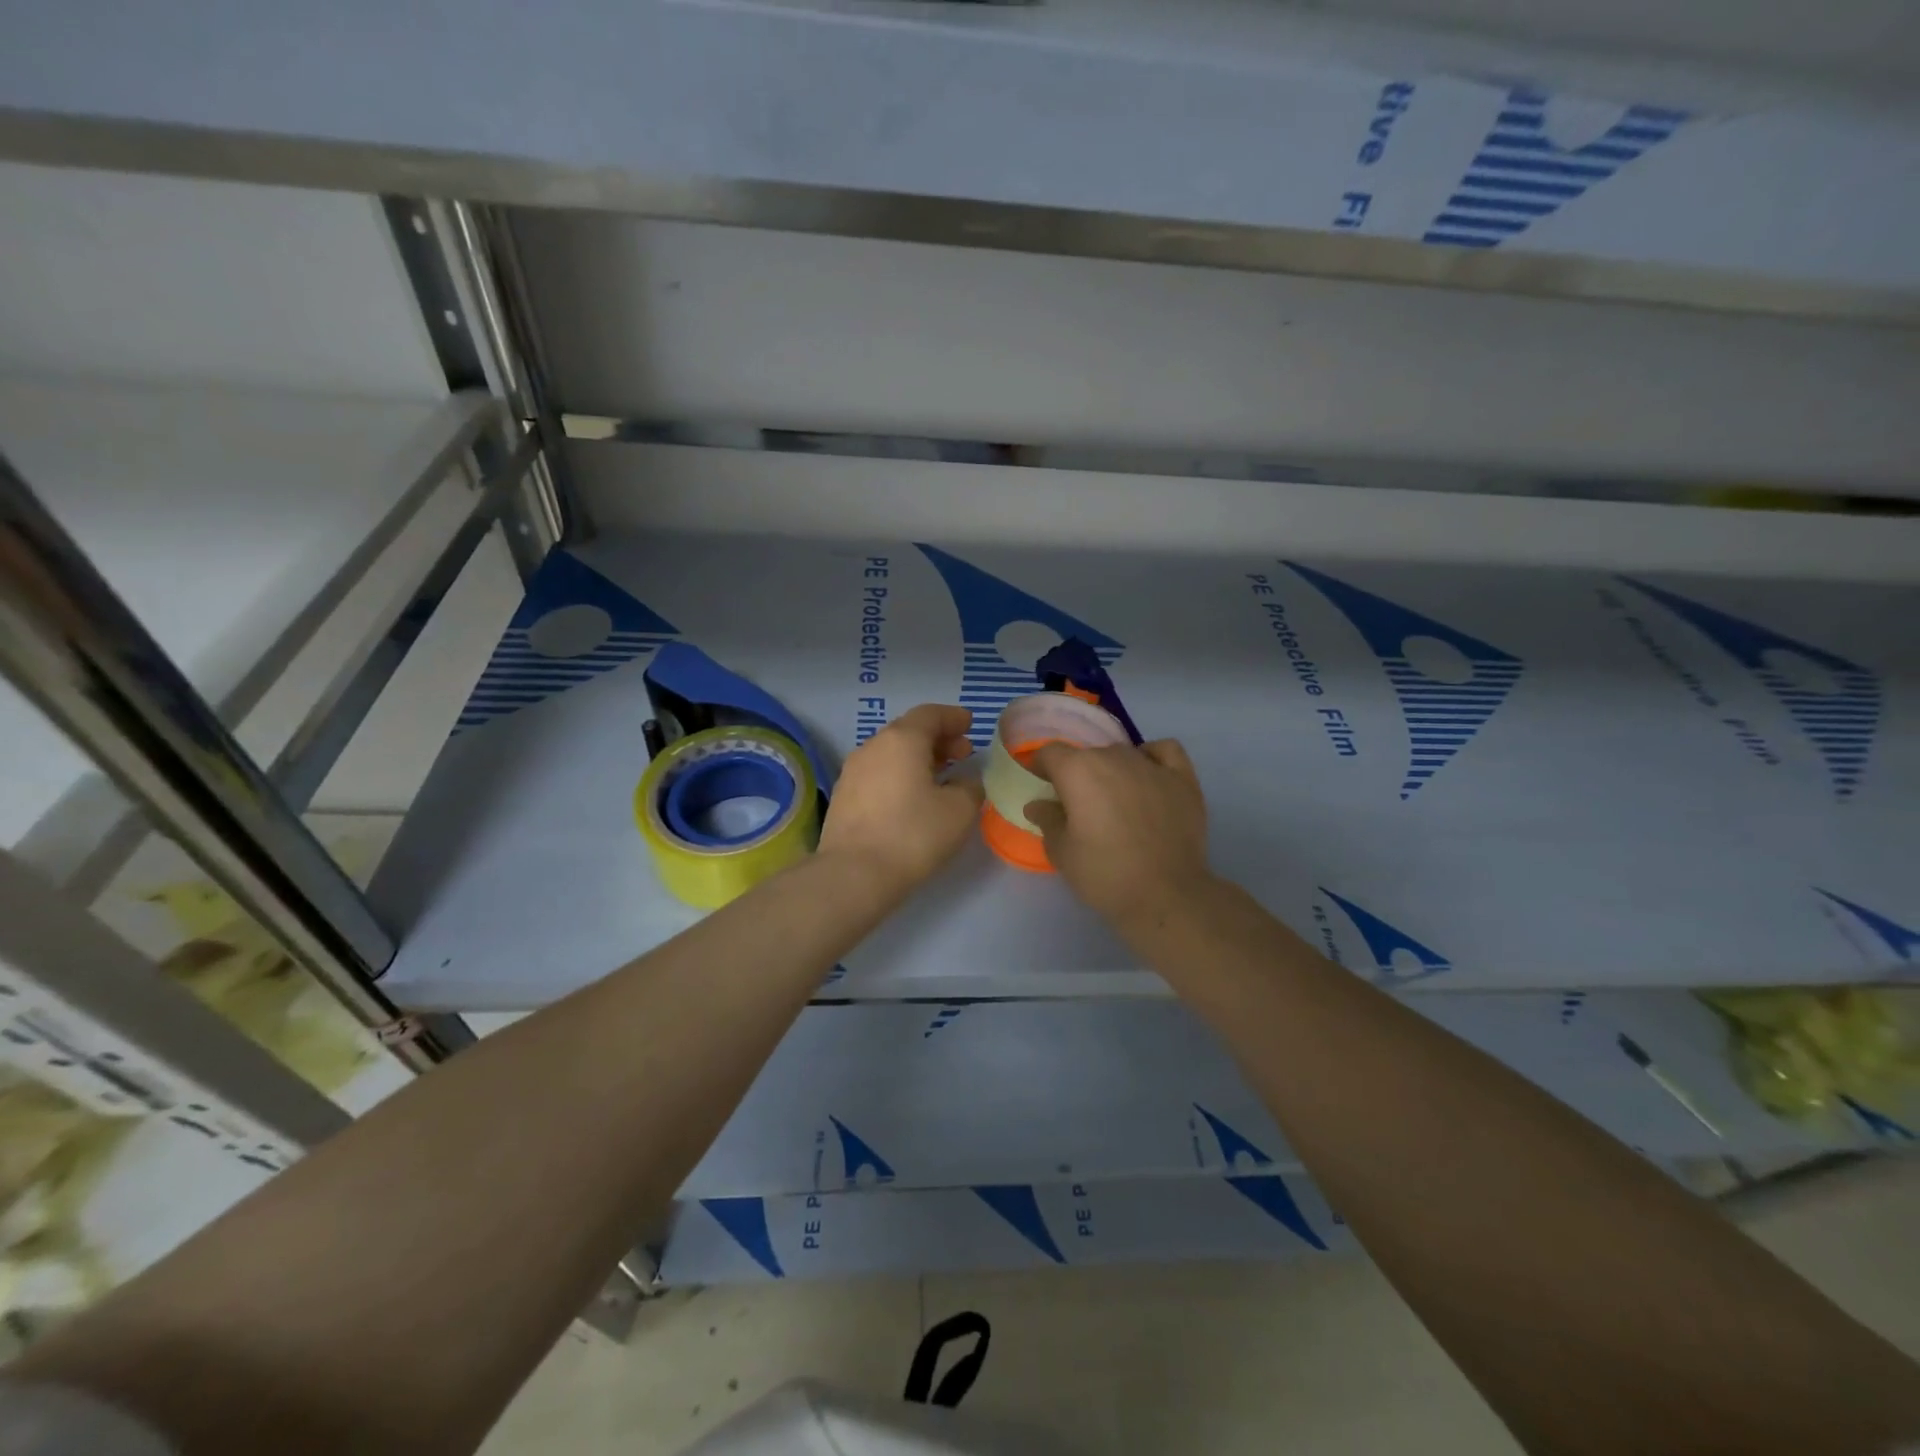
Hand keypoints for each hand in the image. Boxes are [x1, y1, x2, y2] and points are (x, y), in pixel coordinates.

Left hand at [817, 704, 982, 892]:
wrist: (853, 874)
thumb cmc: (913, 834)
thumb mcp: (959, 810)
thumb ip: (970, 786)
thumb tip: (966, 780)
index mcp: (902, 739)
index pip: (930, 714)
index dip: (953, 717)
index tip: (970, 725)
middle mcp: (873, 746)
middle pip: (909, 730)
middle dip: (938, 739)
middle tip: (962, 754)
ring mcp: (853, 771)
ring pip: (891, 753)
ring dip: (918, 758)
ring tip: (940, 777)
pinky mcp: (843, 796)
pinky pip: (878, 772)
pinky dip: (899, 774)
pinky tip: (912, 797)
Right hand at [1023, 739, 1214, 928]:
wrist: (1166, 895)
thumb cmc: (1105, 873)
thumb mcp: (1062, 852)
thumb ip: (1047, 820)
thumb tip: (1038, 804)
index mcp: (1078, 770)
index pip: (1050, 753)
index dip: (1041, 767)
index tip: (1042, 788)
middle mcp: (1114, 756)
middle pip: (1087, 755)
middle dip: (1078, 775)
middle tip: (1079, 808)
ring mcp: (1152, 766)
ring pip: (1123, 754)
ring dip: (1112, 771)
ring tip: (1115, 801)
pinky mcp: (1183, 779)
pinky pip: (1164, 751)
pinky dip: (1152, 757)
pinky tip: (1148, 775)